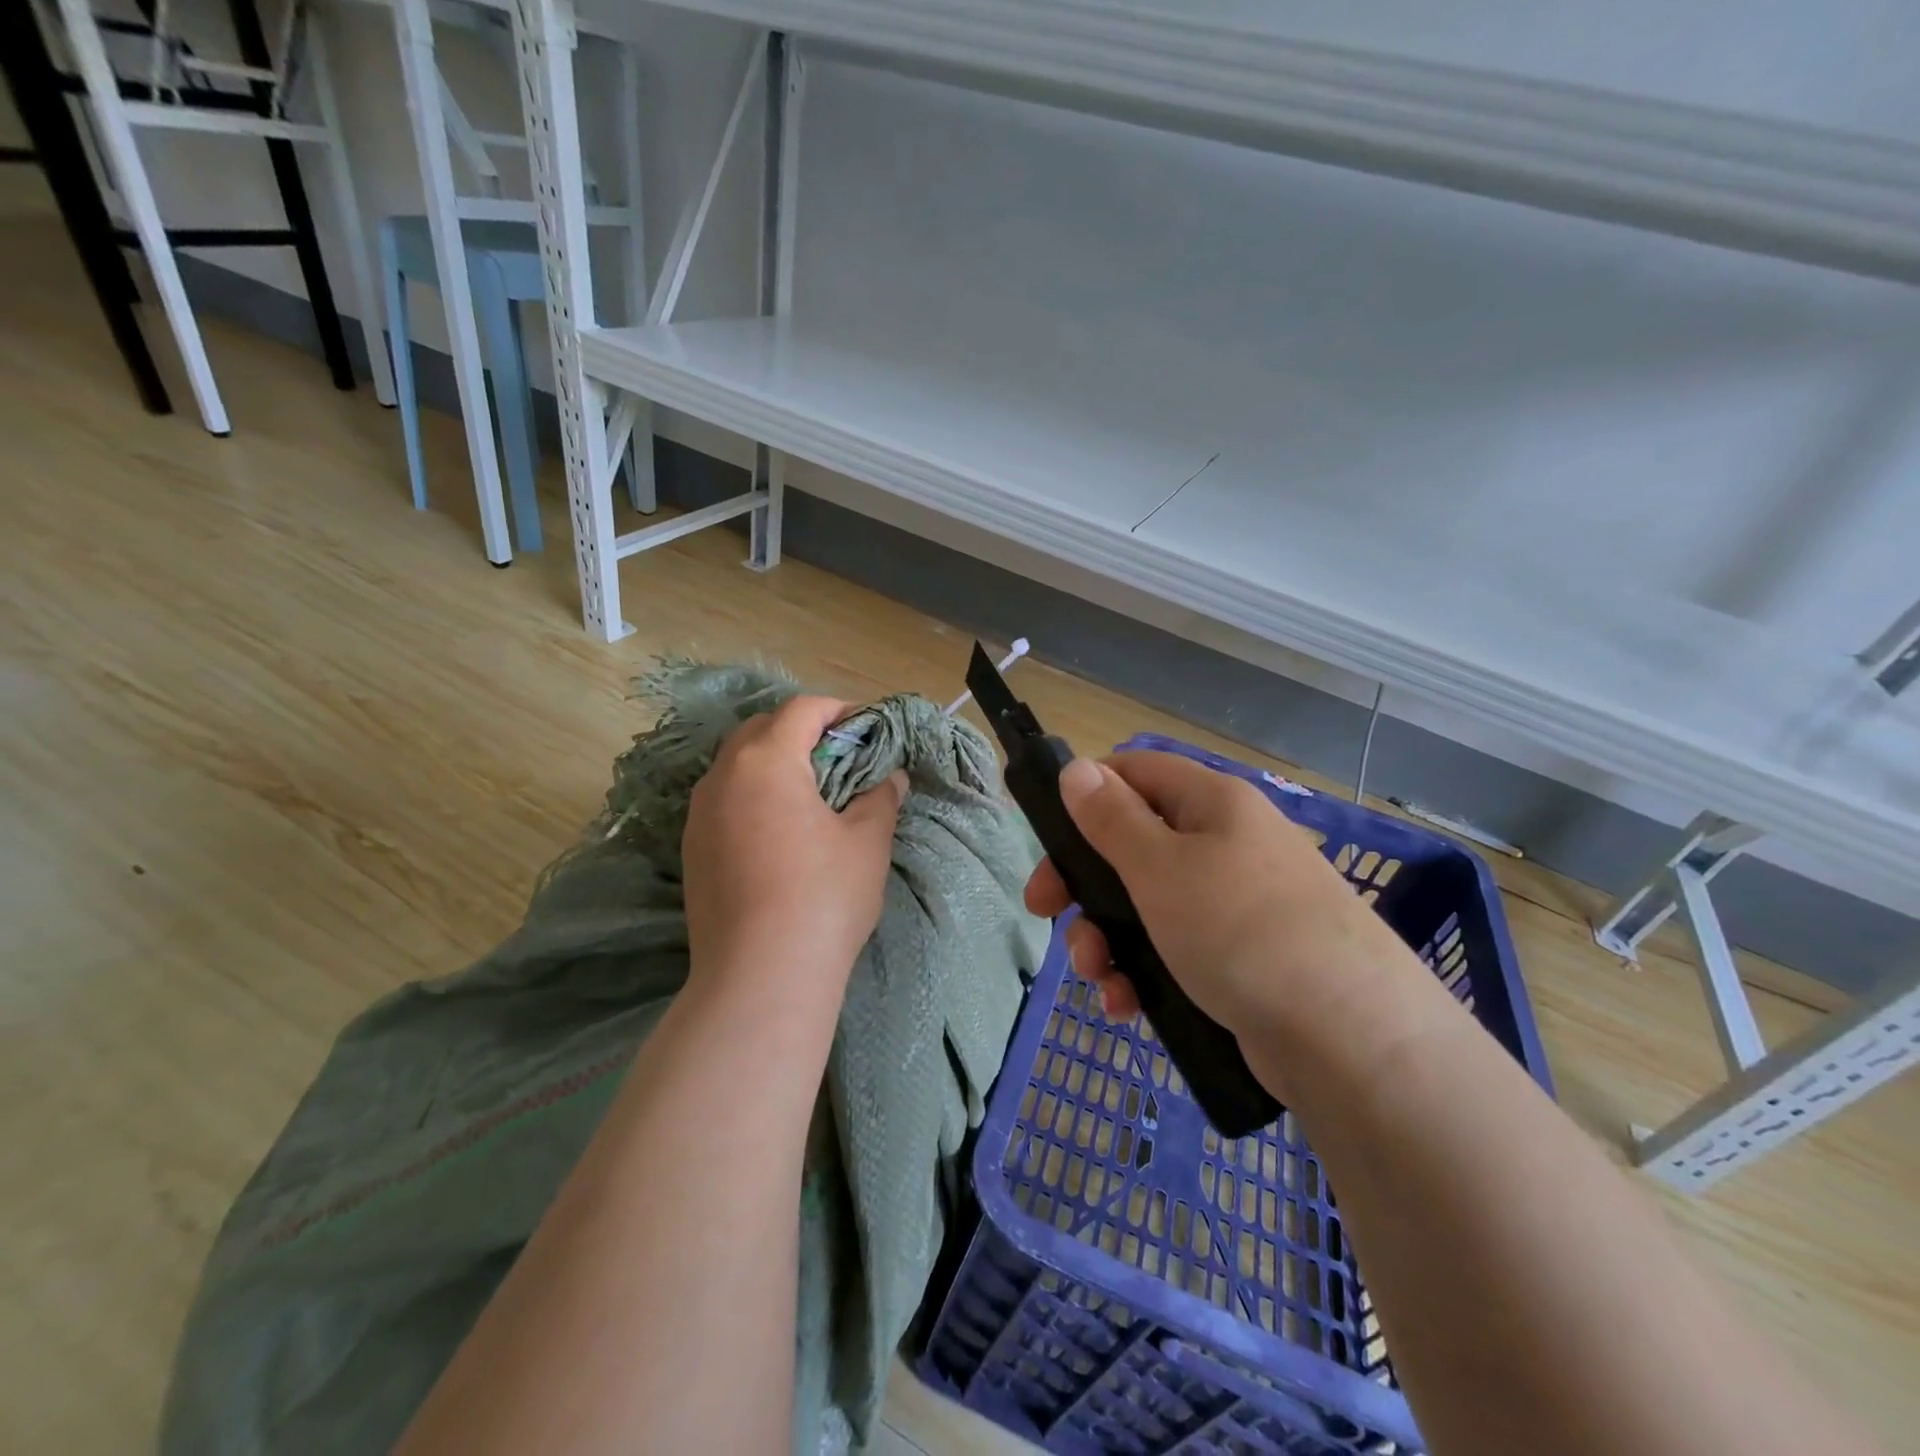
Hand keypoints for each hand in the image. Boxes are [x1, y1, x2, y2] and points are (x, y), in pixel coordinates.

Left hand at [683, 696, 906, 1015]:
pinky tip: (780, 830)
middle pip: (761, 729)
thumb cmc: (823, 897)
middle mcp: (722, 776)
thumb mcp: (867, 841)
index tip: (867, 730)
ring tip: (811, 794)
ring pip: (737, 765)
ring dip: (774, 763)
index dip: (839, 710)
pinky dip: (753, 796)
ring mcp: (698, 814)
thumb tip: (890, 778)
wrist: (759, 978)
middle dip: (802, 732)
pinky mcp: (691, 850)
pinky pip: (724, 800)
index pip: (801, 710)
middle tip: (841, 759)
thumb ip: (880, 797)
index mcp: (766, 761)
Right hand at [1024, 751, 1408, 1042]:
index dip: (1084, 794)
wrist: (1351, 1038)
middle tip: (1045, 912)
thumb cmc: (1240, 930)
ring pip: (1147, 904)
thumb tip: (1076, 768)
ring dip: (1107, 937)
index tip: (1044, 835)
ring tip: (1097, 977)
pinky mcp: (1240, 958)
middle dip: (1084, 883)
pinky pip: (1174, 949)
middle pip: (1132, 844)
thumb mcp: (1160, 867)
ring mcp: (1234, 903)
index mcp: (1211, 802)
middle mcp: (1225, 843)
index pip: (1134, 771)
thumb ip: (1110, 818)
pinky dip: (1142, 971)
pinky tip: (1126, 1005)